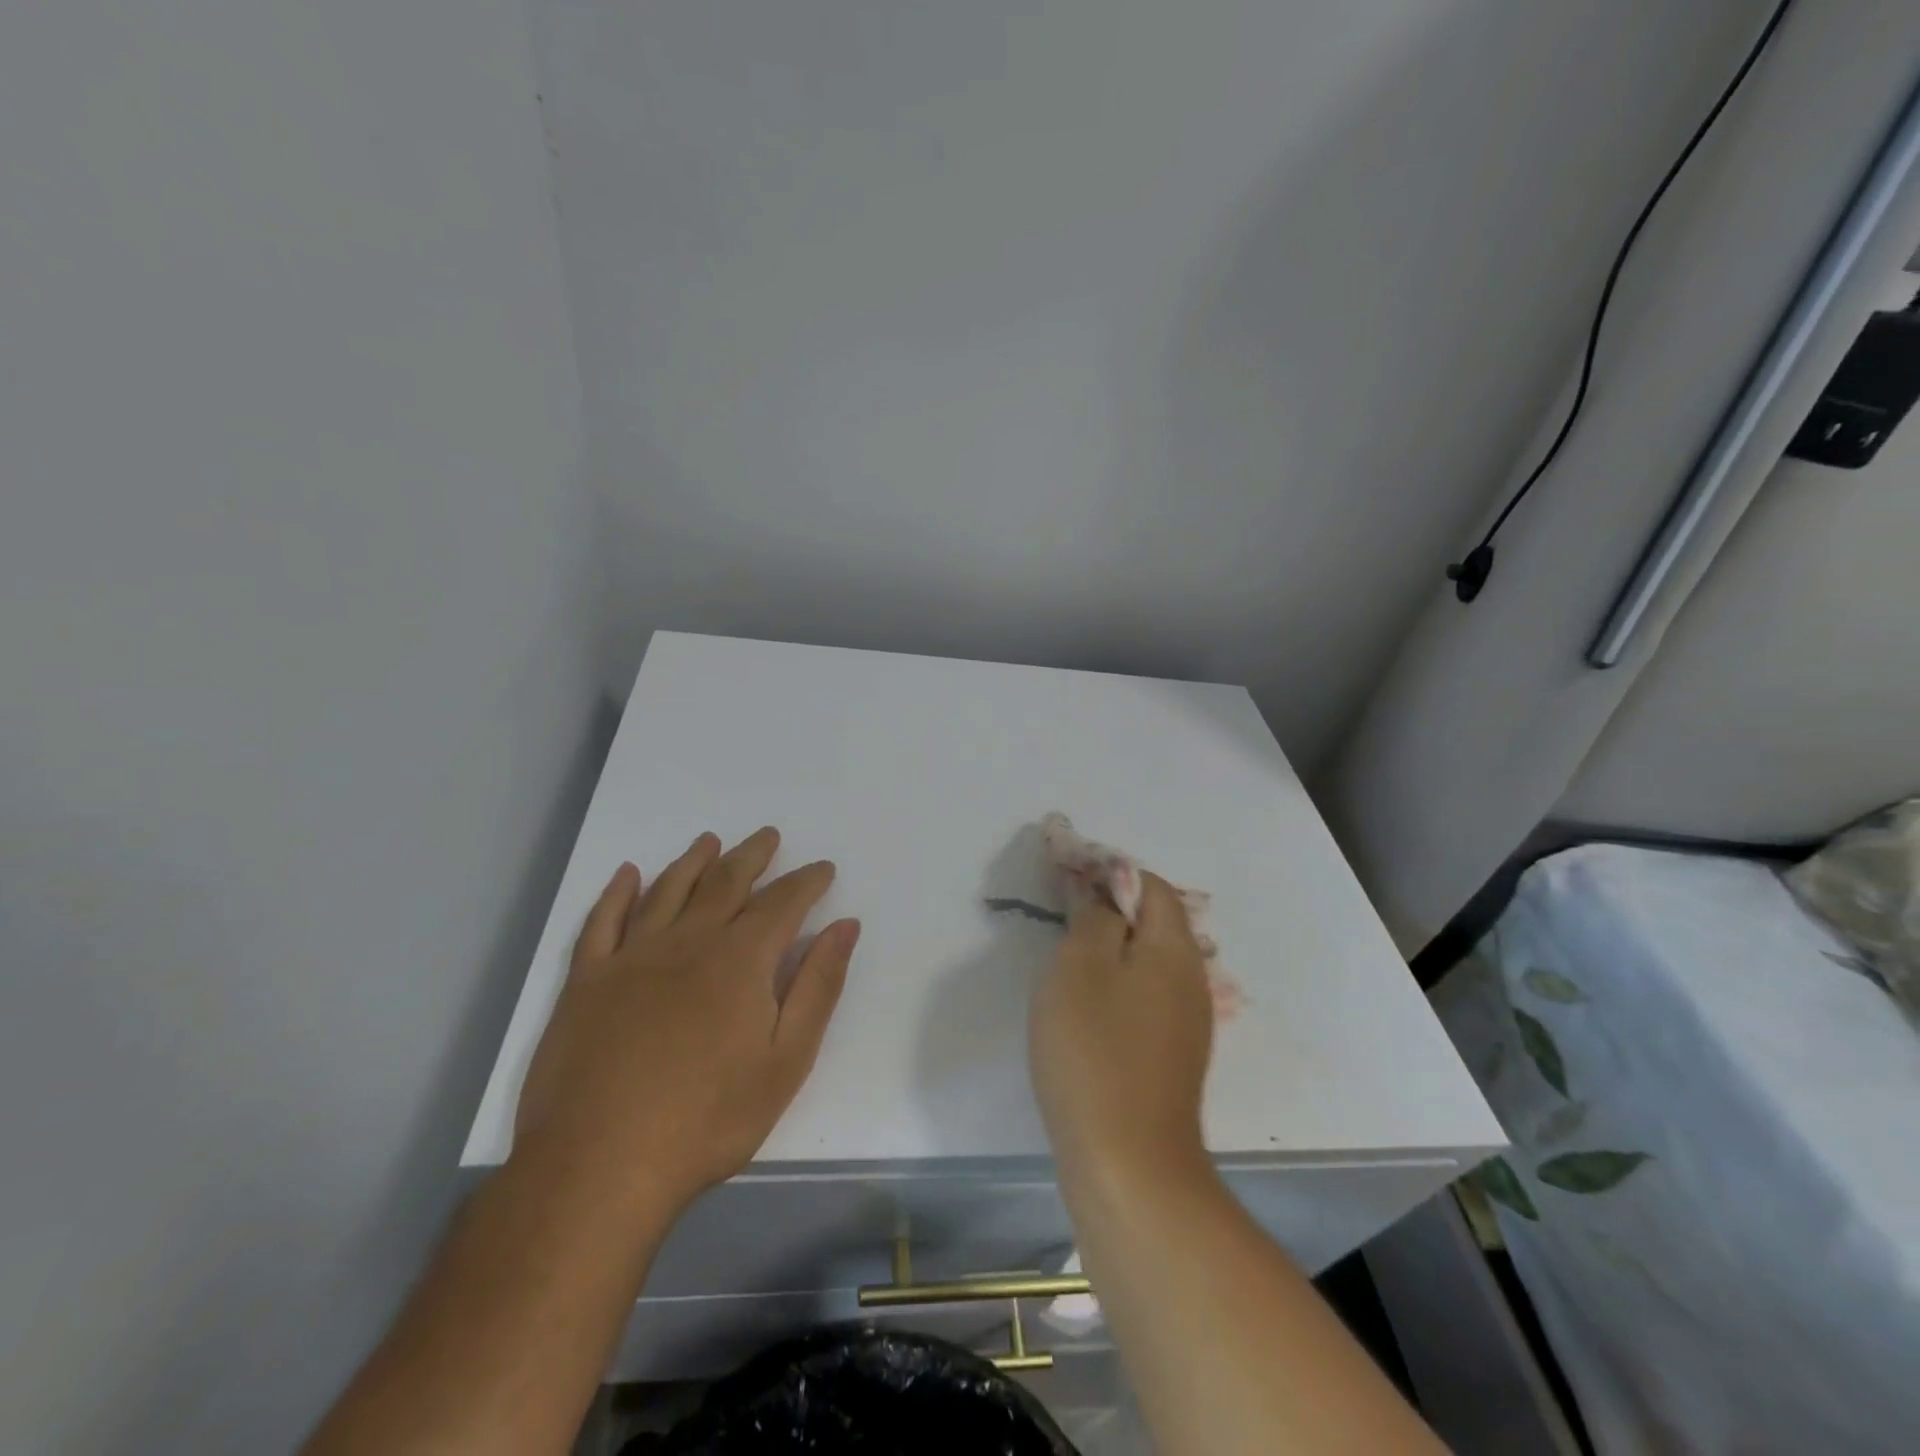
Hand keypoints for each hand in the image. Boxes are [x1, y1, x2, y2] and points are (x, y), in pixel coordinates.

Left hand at [514, 827, 859, 1214]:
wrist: (599, 1167)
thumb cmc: (708, 1118)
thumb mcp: (786, 1059)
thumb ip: (819, 985)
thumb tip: (845, 926)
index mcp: (740, 959)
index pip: (782, 903)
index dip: (806, 882)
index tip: (822, 868)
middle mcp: (687, 941)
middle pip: (726, 883)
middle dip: (752, 857)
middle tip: (768, 836)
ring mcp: (631, 958)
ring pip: (668, 890)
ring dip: (693, 861)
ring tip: (710, 841)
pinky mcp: (586, 982)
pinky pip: (602, 922)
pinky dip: (617, 893)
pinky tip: (627, 874)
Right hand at [1029, 872, 1212, 1179]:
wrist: (1129, 1164)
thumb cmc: (1095, 1050)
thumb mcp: (1080, 966)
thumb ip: (1094, 918)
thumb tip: (1105, 899)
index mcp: (1174, 950)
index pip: (1153, 887)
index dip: (1111, 873)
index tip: (1069, 879)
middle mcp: (1191, 982)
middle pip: (1155, 924)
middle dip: (1110, 911)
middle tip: (1062, 920)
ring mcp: (1186, 1025)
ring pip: (1148, 965)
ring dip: (1111, 952)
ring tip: (1066, 964)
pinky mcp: (1171, 1060)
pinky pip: (1145, 1001)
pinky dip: (1116, 989)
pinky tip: (1085, 1013)